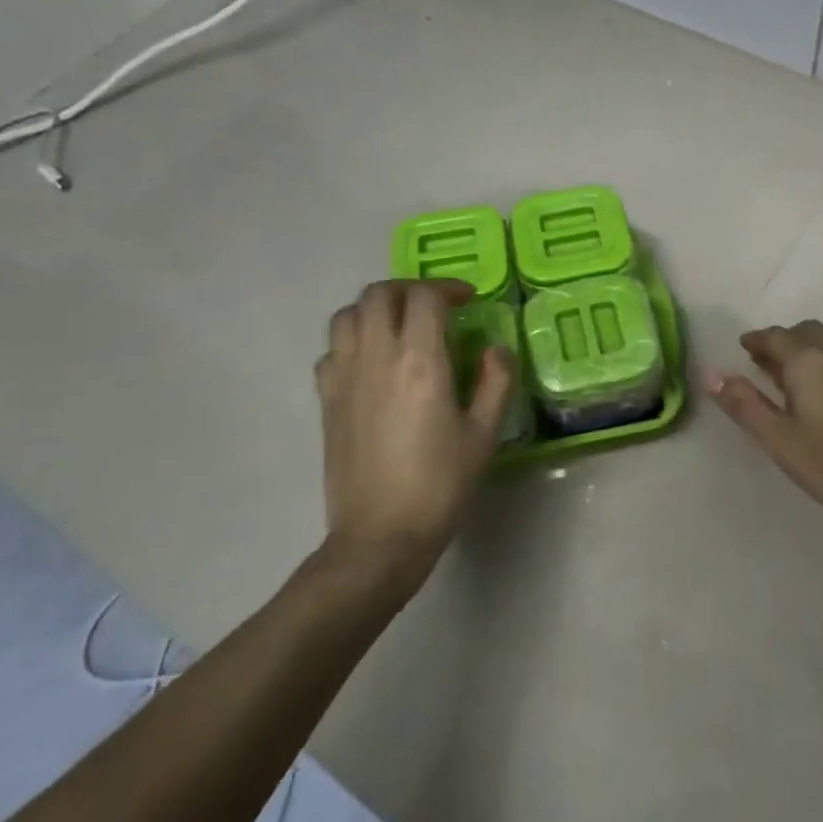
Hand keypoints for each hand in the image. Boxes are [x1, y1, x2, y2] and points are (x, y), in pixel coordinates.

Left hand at [315, 280, 513, 583]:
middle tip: (434, 306)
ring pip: (348, 314)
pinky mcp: (325, 398)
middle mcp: (376, 357)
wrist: (380, 534)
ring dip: (376, 308)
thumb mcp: (483, 434)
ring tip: (401, 326)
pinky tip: (373, 361)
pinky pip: (332, 348)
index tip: (467, 299)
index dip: (448, 287)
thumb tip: (496, 348)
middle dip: (409, 289)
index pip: (425, 296)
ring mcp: (343, 376)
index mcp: (419, 361)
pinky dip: (353, 339)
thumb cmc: (440, 485)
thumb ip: (495, 382)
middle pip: (379, 293)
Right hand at [709, 320, 822, 520]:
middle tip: (765, 360)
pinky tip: (822, 396)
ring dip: (805, 352)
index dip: (757, 339)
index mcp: (809, 362)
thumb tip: (713, 374)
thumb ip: (744, 404)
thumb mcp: (776, 437)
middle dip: (783, 340)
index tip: (744, 346)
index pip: (777, 336)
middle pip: (806, 332)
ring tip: (789, 379)